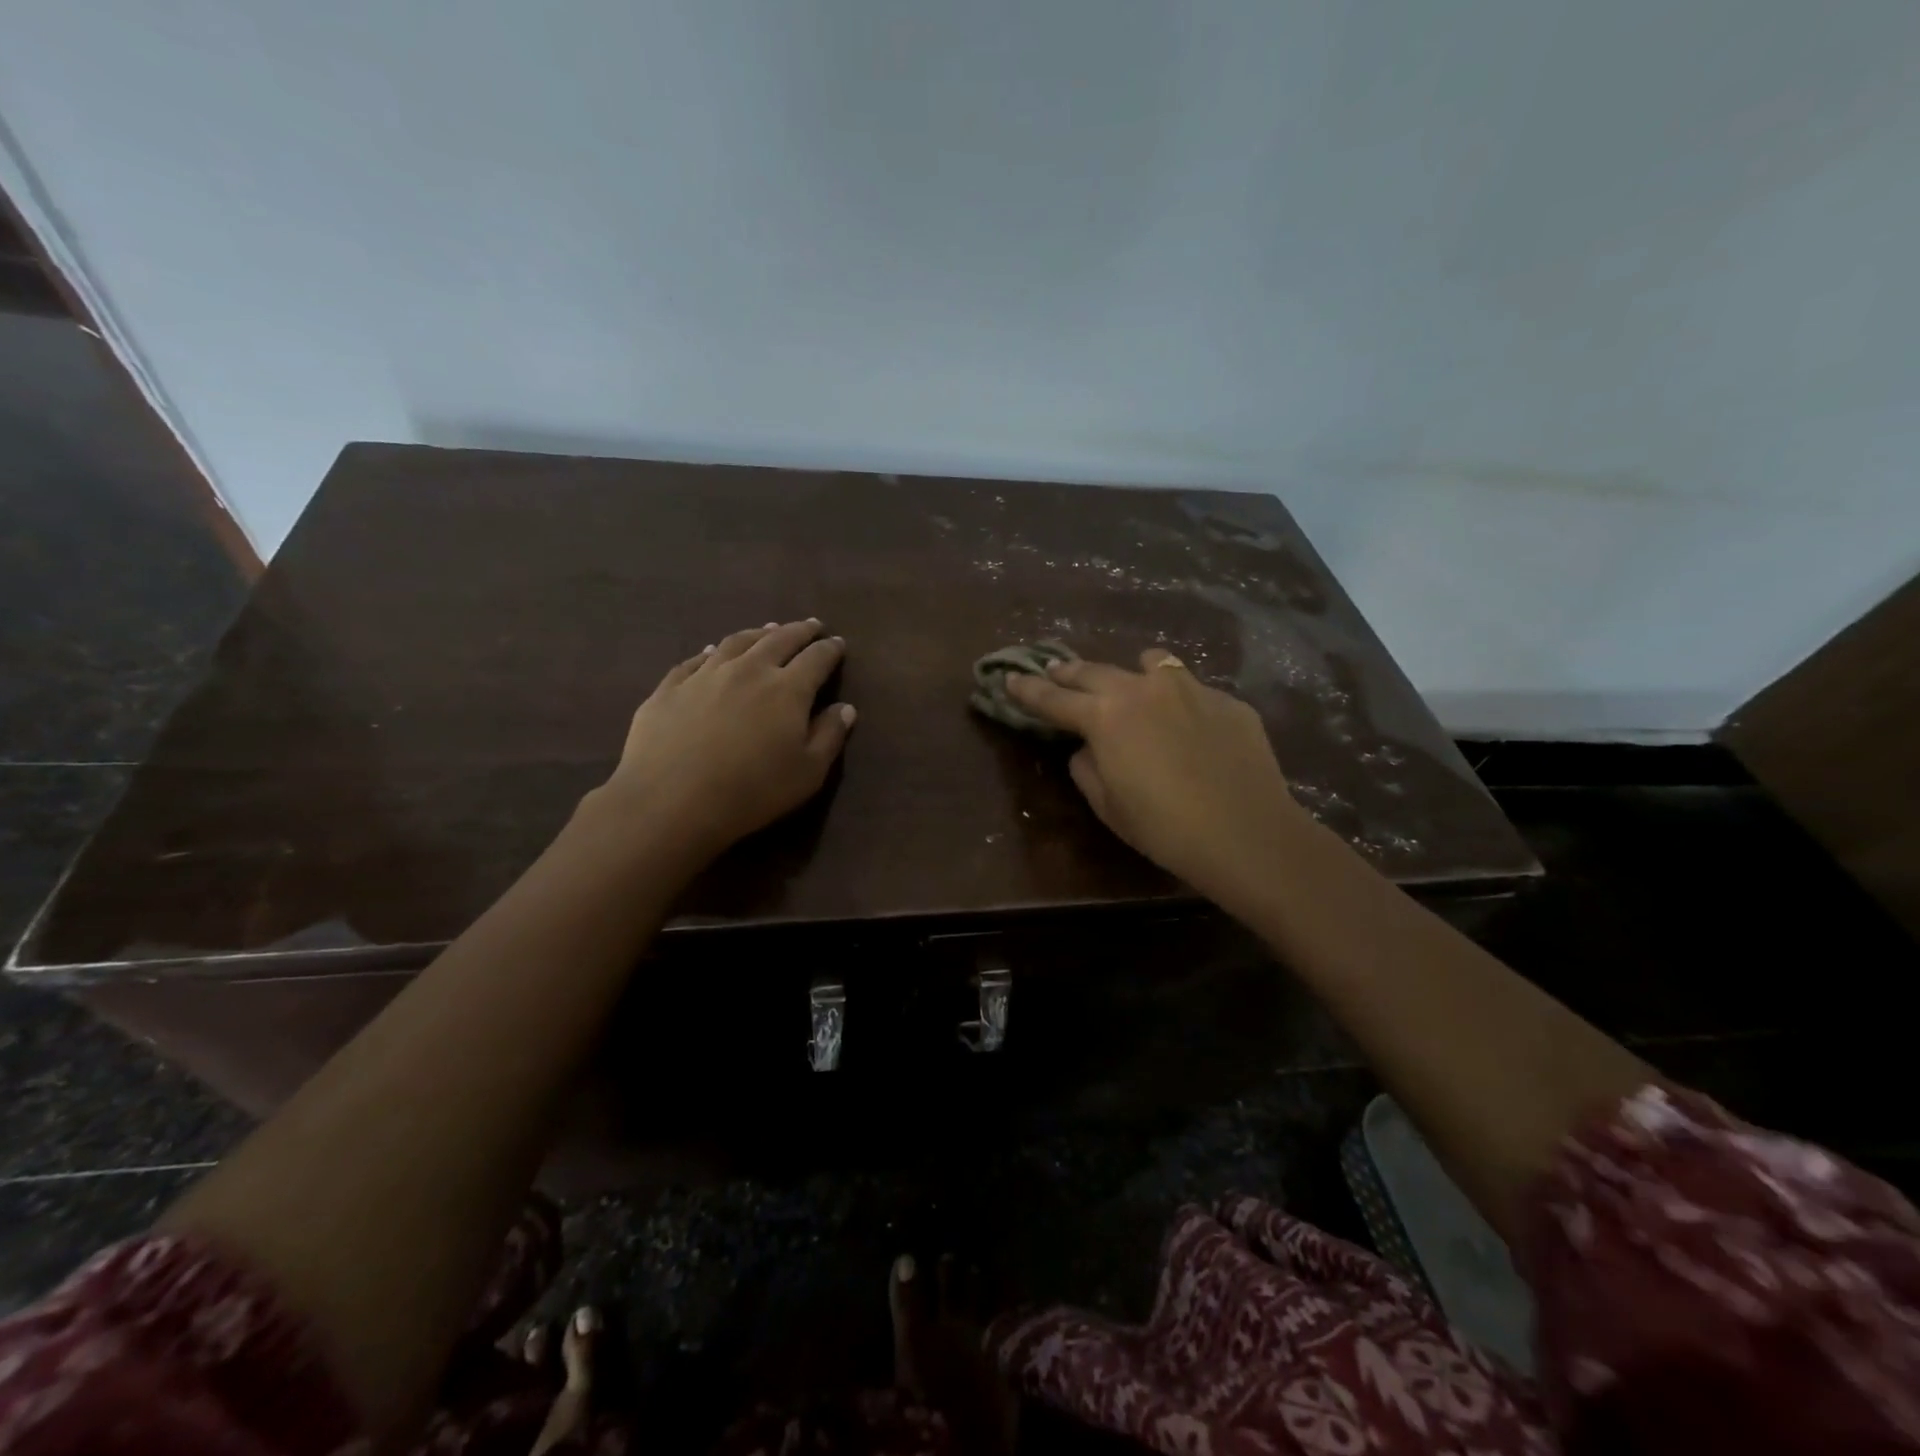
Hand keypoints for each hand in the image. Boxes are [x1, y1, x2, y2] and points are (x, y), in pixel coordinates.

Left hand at [597, 619, 854, 859]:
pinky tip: (714, 651)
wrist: (670, 801)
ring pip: (738, 642)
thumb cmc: (751, 792)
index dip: (830, 649)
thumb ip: (829, 736)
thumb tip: (846, 708)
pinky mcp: (671, 687)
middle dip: (800, 631)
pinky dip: (713, 651)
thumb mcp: (807, 773)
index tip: (838, 643)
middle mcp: (749, 670)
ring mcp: (706, 675)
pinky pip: (696, 659)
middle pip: (779, 640)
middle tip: (811, 626)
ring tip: (768, 629)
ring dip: (759, 633)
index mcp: (787, 689)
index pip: (817, 659)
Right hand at [1005, 648, 1308, 896]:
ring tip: (1133, 688)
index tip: (1010, 678)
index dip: (1027, 690)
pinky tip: (1191, 730)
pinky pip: (1192, 690)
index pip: (1054, 698)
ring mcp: (1191, 689)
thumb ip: (1086, 768)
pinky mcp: (1227, 701)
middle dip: (1069, 673)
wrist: (1247, 833)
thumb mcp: (1108, 805)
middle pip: (1095, 671)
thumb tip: (1087, 748)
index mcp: (1106, 716)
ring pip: (1152, 663)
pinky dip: (1179, 701)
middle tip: (1055, 672)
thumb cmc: (1164, 827)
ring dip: (1132, 673)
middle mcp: (1144, 689)